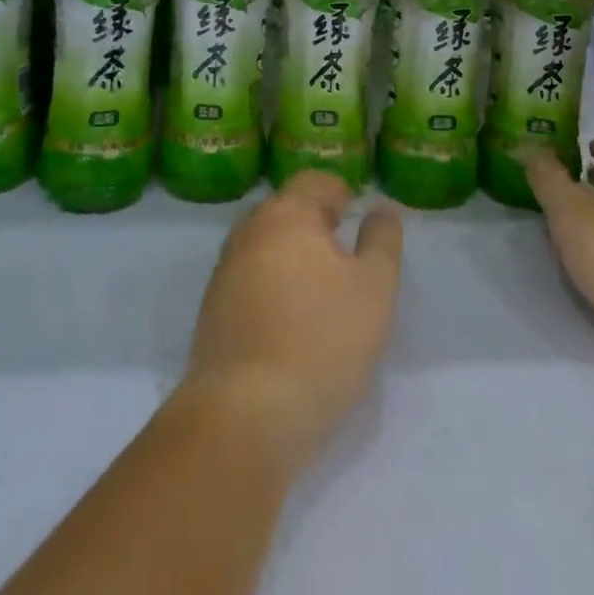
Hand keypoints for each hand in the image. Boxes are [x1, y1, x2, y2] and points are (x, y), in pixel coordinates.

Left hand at [181, 172, 402, 467]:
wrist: (245, 413)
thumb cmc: (322, 340)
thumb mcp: (374, 288)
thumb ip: (382, 240)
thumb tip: (380, 208)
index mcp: (286, 213)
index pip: (314, 181)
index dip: (340, 192)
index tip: (356, 215)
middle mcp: (248, 230)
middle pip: (286, 210)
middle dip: (315, 223)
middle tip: (344, 255)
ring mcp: (224, 269)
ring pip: (265, 244)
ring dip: (291, 255)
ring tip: (320, 290)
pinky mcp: (211, 308)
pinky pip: (249, 278)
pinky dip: (271, 284)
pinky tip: (289, 319)